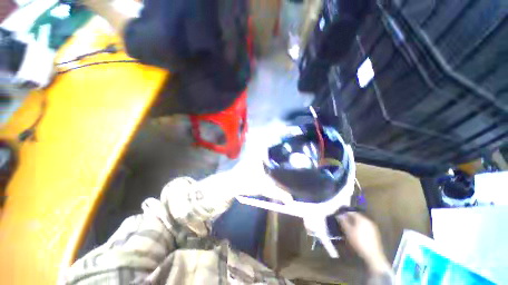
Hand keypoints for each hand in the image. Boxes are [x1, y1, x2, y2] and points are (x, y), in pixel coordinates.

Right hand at [337, 212, 390, 273]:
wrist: (373, 256)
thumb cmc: (359, 241)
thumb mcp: (348, 231)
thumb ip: (343, 221)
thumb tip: (339, 215)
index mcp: (362, 218)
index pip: (351, 212)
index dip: (344, 214)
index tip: (338, 217)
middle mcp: (368, 221)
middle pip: (356, 217)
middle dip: (349, 219)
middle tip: (342, 223)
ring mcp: (372, 227)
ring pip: (360, 223)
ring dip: (354, 224)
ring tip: (347, 229)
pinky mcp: (374, 234)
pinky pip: (364, 227)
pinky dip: (359, 228)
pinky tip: (355, 234)